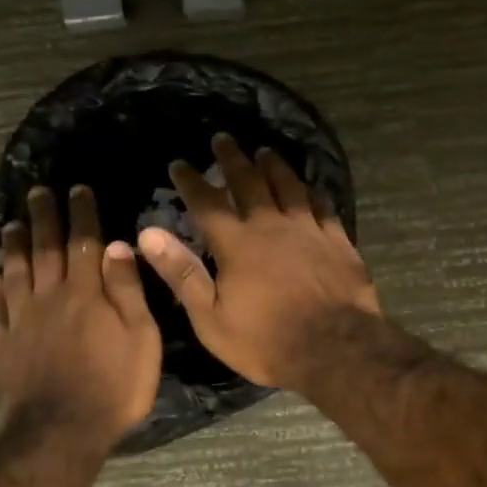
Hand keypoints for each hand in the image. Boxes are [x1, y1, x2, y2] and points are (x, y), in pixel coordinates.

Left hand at [0, 185, 161, 447]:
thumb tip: (116, 245)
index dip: (81, 214)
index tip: (77, 189)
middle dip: (43, 218)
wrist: (59, 434)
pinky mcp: (1, 347)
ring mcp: (21, 322)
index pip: (83, 242)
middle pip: (44, 250)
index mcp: (85, 293)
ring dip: (13, 246)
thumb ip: (127, 291)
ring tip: (10, 225)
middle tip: (36, 192)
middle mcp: (49, 298)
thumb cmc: (114, 387)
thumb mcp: (140, 338)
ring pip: (14, 274)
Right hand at [136, 134, 378, 389]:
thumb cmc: (266, 340)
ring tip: (265, 151)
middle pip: (249, 182)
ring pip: (289, 186)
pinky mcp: (337, 240)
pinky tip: (310, 187)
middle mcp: (271, 225)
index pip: (207, 202)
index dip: (191, 181)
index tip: (179, 163)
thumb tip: (149, 233)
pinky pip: (323, 206)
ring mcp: (308, 229)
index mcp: (237, 243)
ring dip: (274, 165)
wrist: (335, 348)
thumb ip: (181, 273)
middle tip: (223, 138)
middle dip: (233, 158)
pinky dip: (313, 192)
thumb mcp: (211, 318)